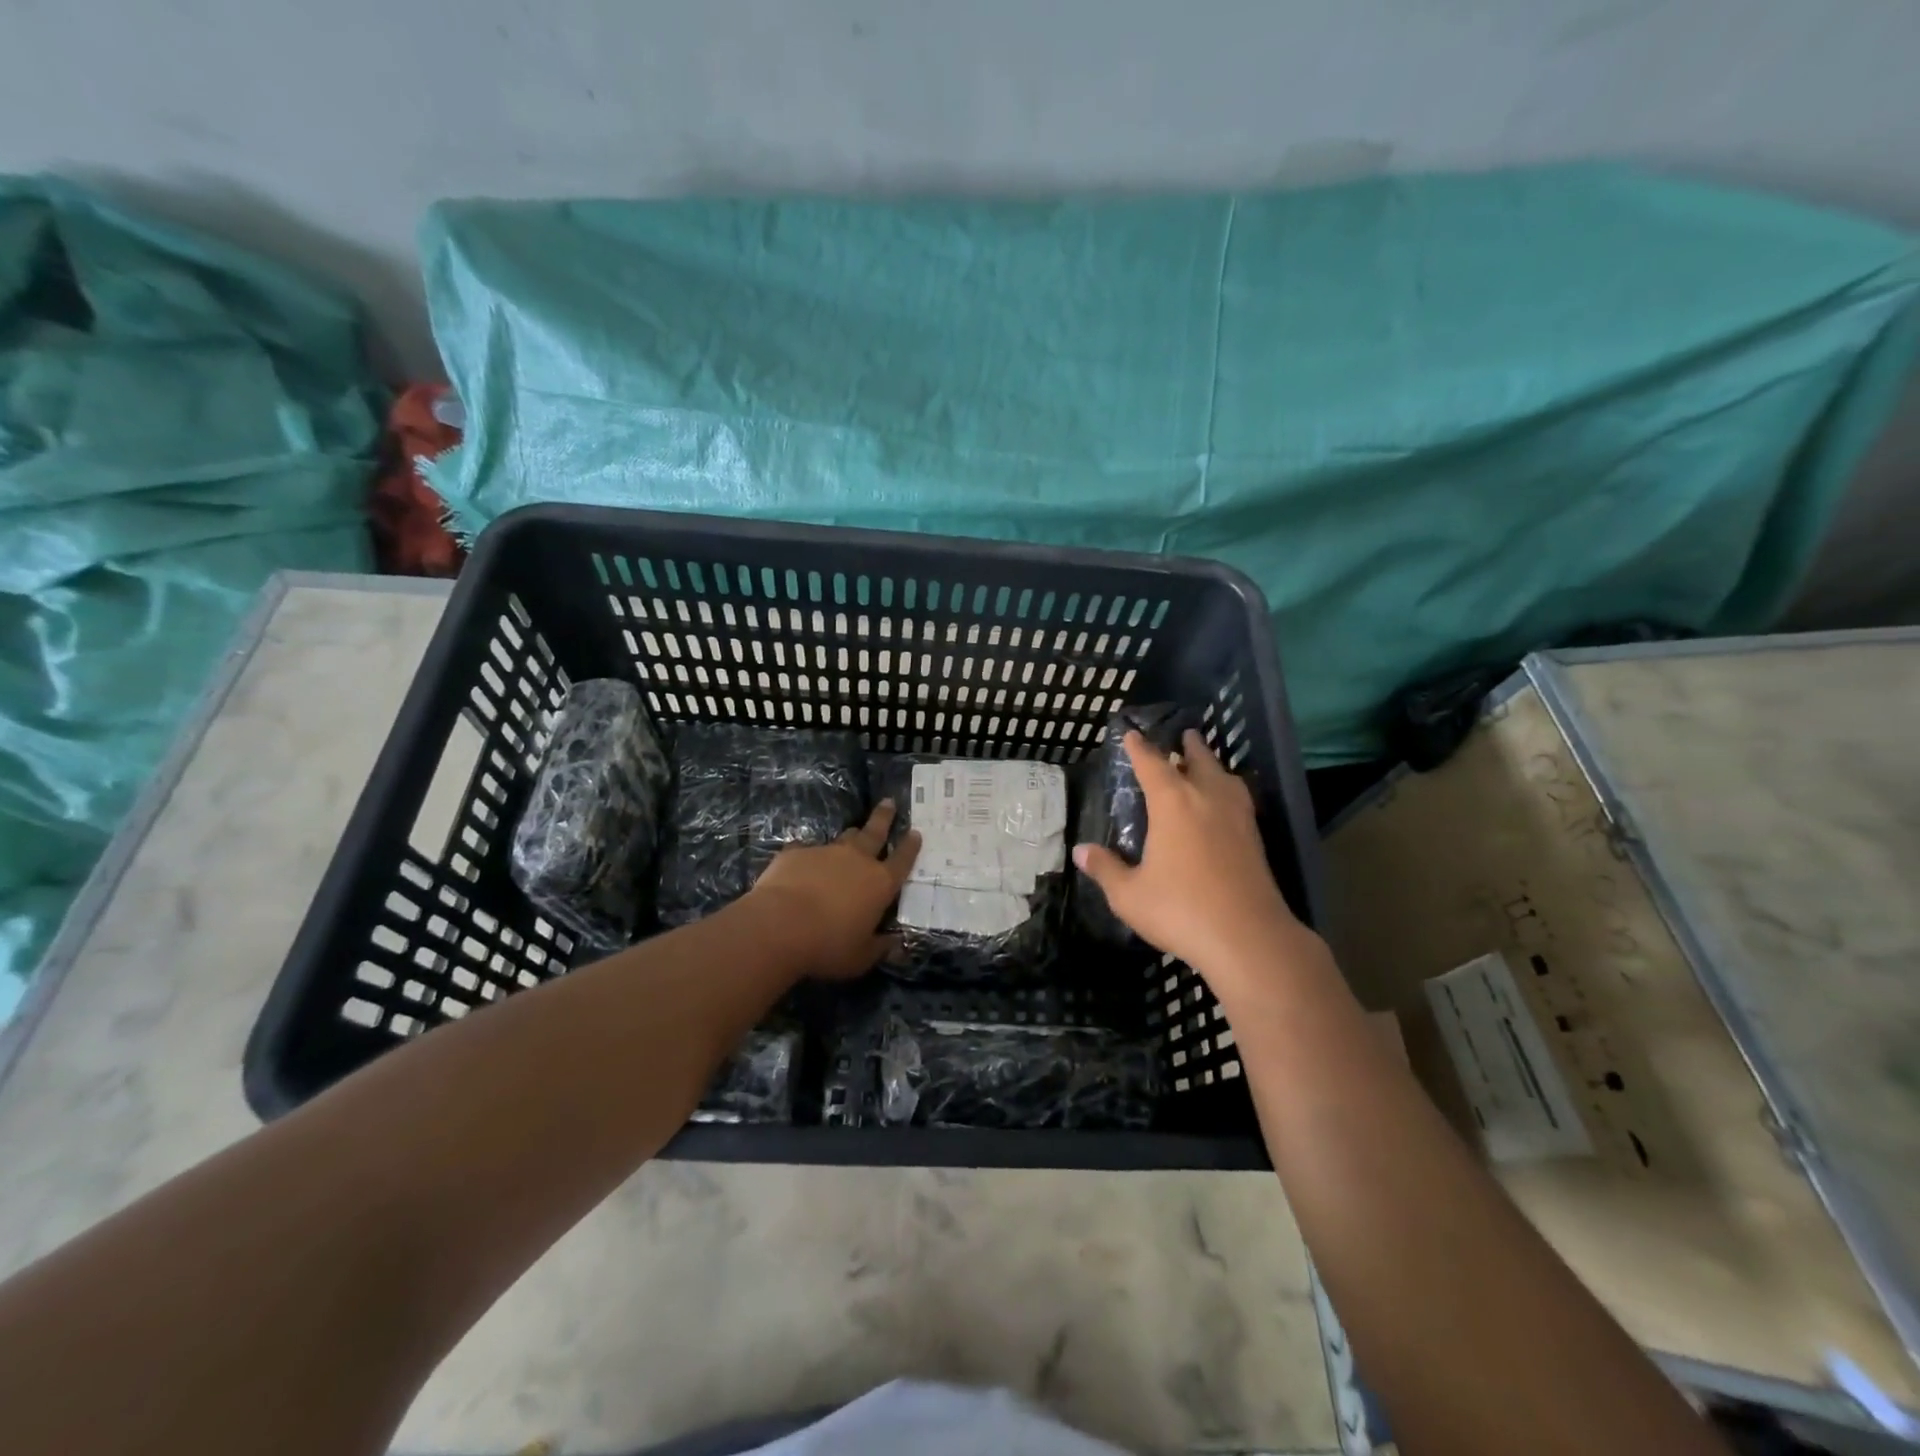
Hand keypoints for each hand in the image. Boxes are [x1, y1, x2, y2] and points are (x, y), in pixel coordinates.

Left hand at [746, 801, 920, 979]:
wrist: (779, 925)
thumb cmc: (828, 945)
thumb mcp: (860, 957)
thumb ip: (880, 948)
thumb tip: (897, 944)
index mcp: (880, 883)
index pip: (902, 860)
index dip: (911, 847)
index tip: (916, 833)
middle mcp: (857, 860)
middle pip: (875, 832)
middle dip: (884, 817)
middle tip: (889, 802)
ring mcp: (826, 852)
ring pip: (844, 837)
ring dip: (851, 835)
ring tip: (854, 831)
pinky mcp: (796, 852)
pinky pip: (807, 849)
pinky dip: (810, 855)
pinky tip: (802, 862)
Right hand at [1074, 730, 1310, 981]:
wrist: (1248, 938)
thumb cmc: (1180, 910)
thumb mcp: (1129, 894)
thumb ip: (1105, 869)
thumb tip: (1080, 851)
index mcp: (1173, 803)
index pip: (1152, 764)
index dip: (1139, 748)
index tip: (1131, 734)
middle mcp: (1207, 799)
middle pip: (1199, 761)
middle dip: (1188, 747)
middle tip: (1185, 735)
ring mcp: (1237, 817)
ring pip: (1225, 778)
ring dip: (1213, 765)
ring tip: (1207, 764)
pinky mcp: (1255, 839)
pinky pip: (1239, 799)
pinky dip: (1228, 789)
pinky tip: (1226, 804)